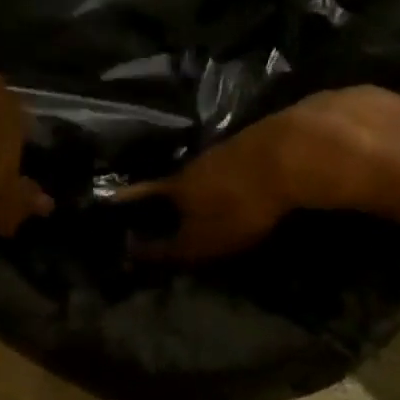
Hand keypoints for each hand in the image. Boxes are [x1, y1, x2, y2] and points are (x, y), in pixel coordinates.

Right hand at [117, 89, 390, 260]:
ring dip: (200, 185)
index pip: (144, 192)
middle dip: (167, 194)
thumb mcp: (202, 240)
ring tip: (202, 200)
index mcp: (177, 185)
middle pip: (174, 179)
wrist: (287, 154)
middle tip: (164, 207)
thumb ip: (169, 249)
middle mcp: (195, 164)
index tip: (113, 201)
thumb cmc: (238, 206)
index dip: (129, 199)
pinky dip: (227, 177)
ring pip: (204, 170)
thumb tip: (131, 254)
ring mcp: (225, 150)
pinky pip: (231, 165)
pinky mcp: (253, 145)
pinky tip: (236, 185)